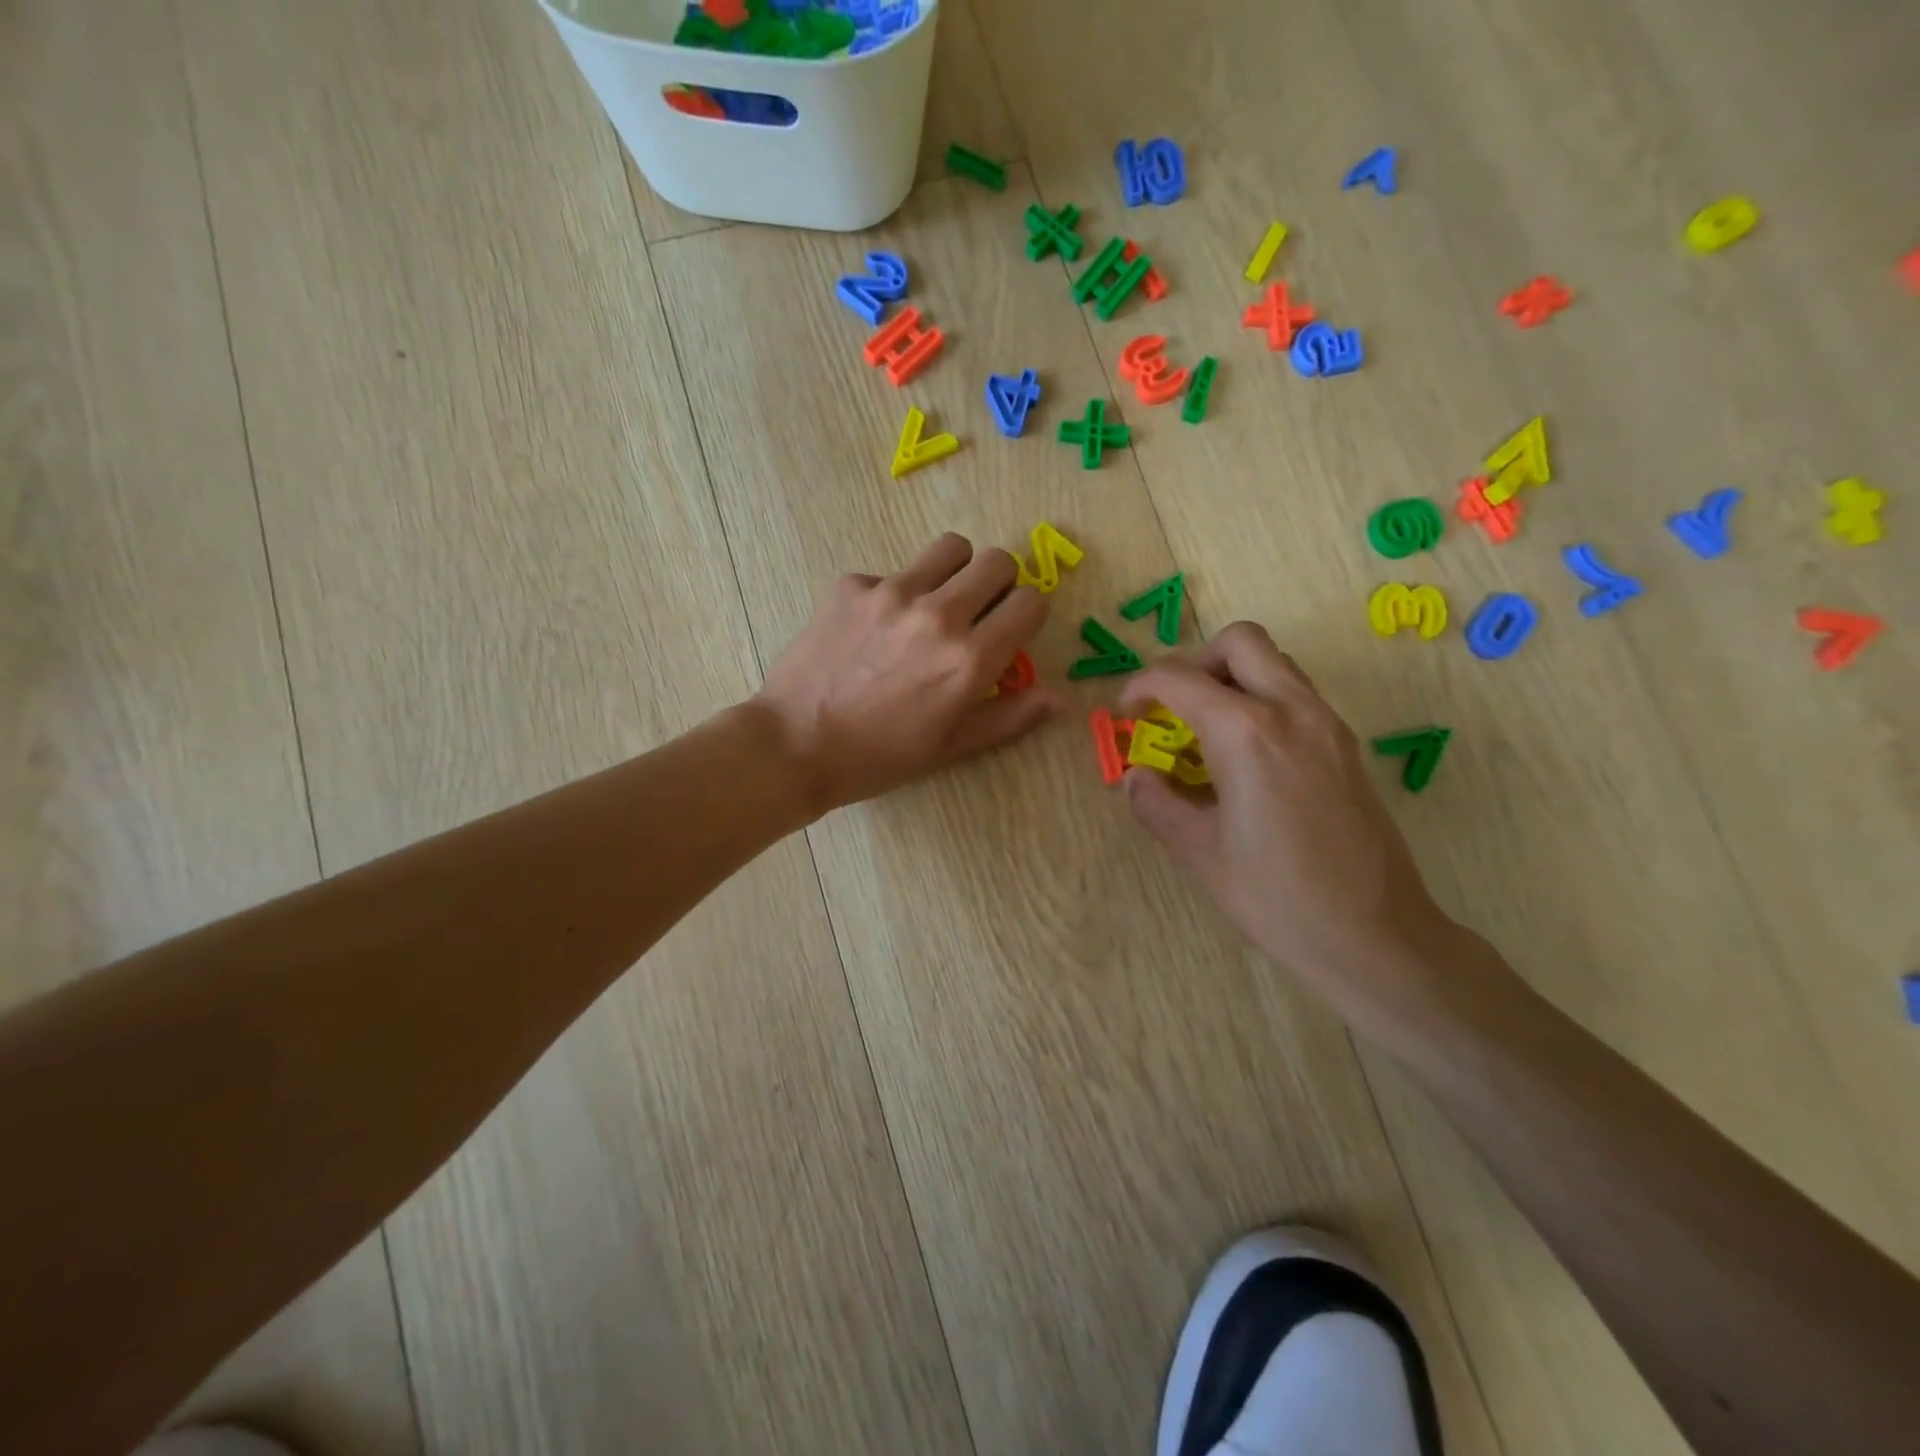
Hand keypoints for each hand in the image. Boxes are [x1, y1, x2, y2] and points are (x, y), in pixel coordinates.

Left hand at [755, 533, 1066, 813]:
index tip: (1010, 630)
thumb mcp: (951, 747)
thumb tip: (1061, 699)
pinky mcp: (852, 585)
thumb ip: (1011, 716)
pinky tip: (871, 630)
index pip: (1031, 602)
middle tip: (978, 611)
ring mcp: (891, 593)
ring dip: (954, 571)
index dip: (1027, 614)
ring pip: (950, 548)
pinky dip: (894, 593)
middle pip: (997, 561)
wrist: (795, 745)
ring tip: (934, 603)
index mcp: (970, 659)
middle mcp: (938, 615)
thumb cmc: (879, 757)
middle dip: (999, 584)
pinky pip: (891, 572)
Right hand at [1117, 623, 1459, 1011]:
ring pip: (1275, 663)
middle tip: (1173, 706)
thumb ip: (1156, 803)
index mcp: (1246, 734)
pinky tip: (1246, 757)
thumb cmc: (1277, 897)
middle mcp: (1292, 711)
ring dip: (1232, 677)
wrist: (1376, 936)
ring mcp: (1328, 725)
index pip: (1179, 678)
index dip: (1139, 687)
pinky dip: (1262, 701)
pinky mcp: (1346, 746)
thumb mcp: (1199, 852)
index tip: (1126, 715)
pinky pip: (1297, 695)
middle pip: (1239, 642)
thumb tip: (1134, 778)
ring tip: (1206, 730)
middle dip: (1194, 662)